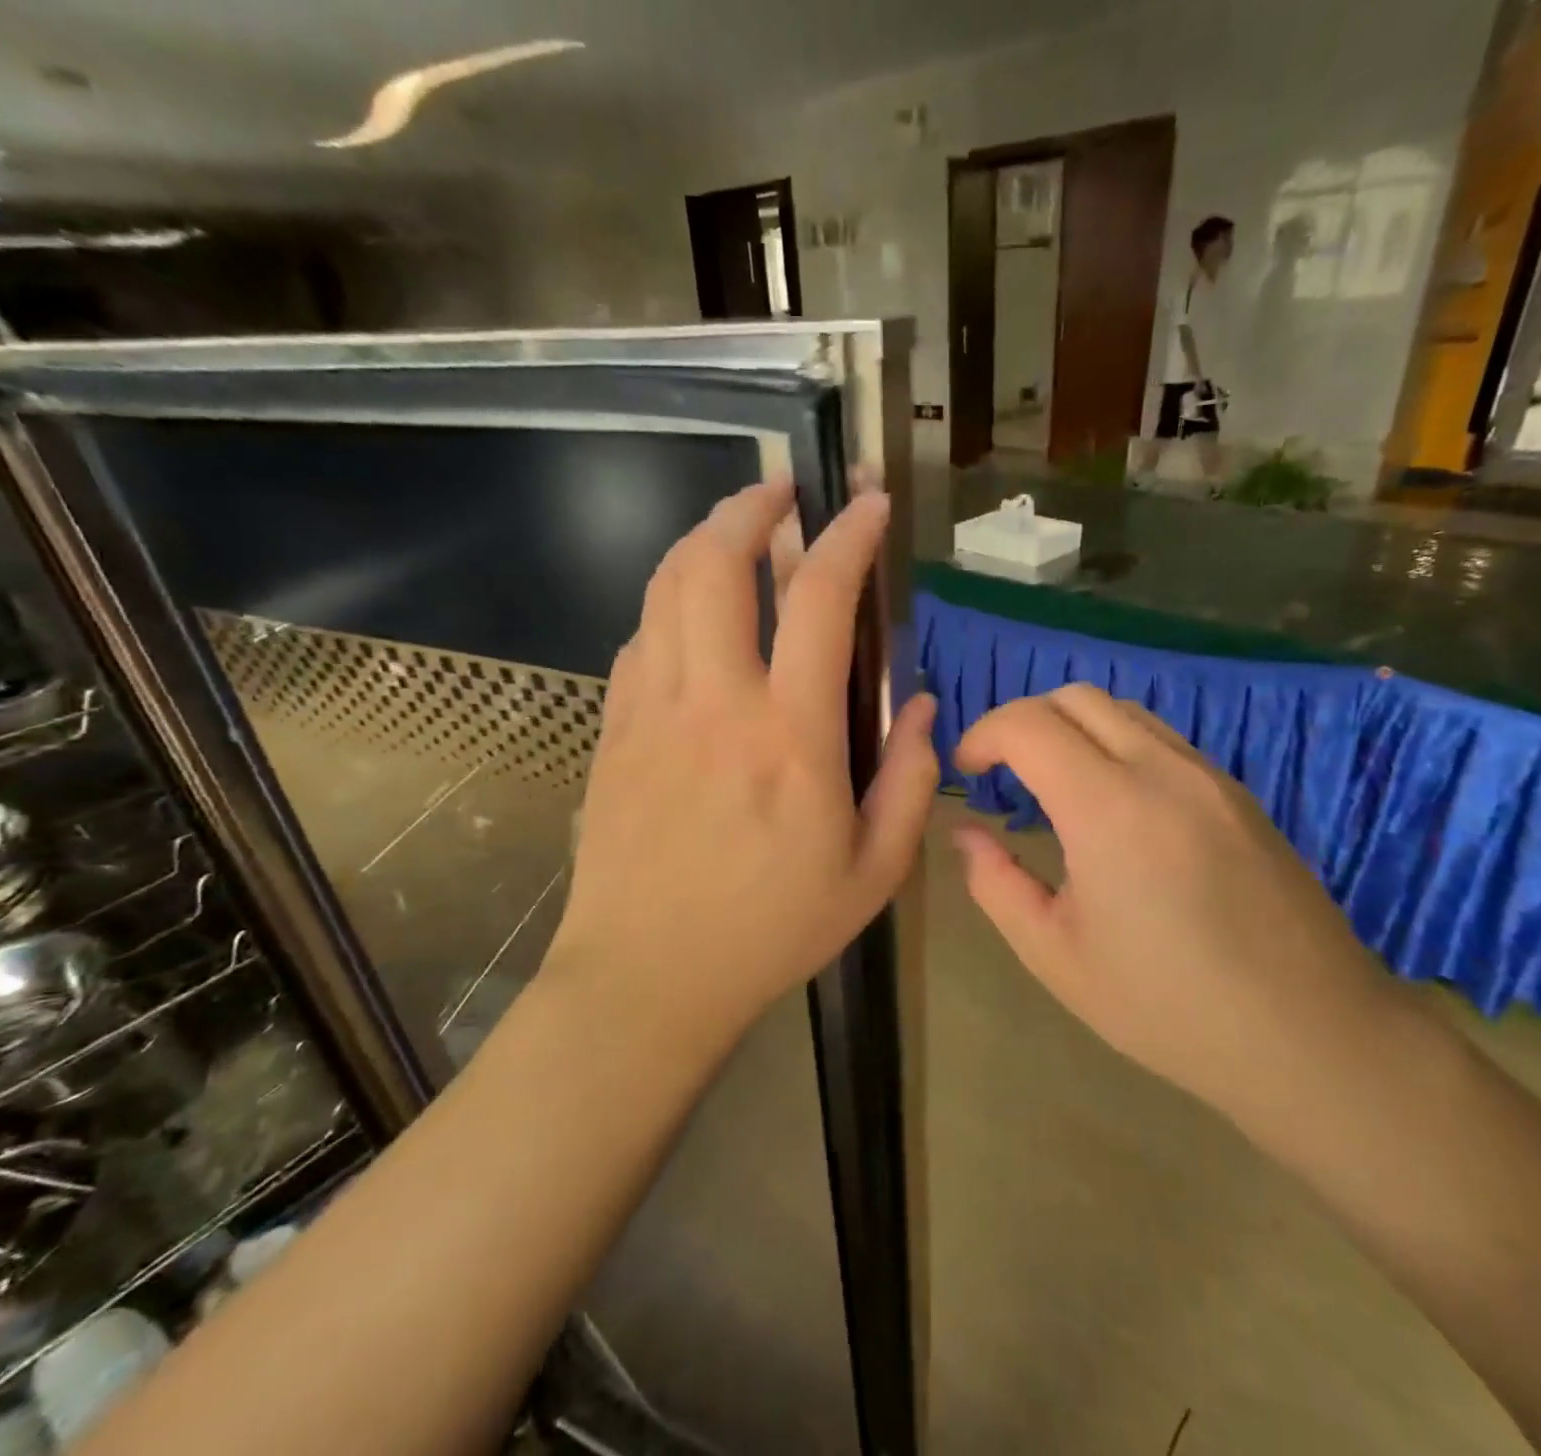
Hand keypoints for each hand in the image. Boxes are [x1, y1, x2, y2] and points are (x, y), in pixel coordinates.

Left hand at [550, 479, 936, 1035]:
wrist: (647, 978)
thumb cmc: (770, 931)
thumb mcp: (872, 874)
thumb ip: (911, 782)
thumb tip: (926, 708)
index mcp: (791, 736)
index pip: (819, 599)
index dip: (849, 537)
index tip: (870, 505)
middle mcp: (715, 703)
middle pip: (716, 564)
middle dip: (750, 508)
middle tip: (781, 493)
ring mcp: (652, 711)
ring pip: (666, 588)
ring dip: (703, 541)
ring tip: (736, 532)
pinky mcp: (614, 731)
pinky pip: (640, 640)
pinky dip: (671, 605)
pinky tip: (693, 618)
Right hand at [952, 684, 1390, 1112]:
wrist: (1311, 1037)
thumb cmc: (1168, 1006)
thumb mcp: (1055, 955)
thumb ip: (995, 884)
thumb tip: (966, 835)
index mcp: (1108, 808)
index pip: (1028, 723)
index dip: (983, 734)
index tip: (968, 770)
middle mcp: (1162, 770)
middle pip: (1075, 698)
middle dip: (1023, 721)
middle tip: (1004, 773)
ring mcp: (1210, 777)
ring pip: (1123, 711)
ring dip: (1073, 729)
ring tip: (1055, 785)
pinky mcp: (1239, 794)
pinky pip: (1163, 740)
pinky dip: (1117, 746)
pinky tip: (1115, 807)